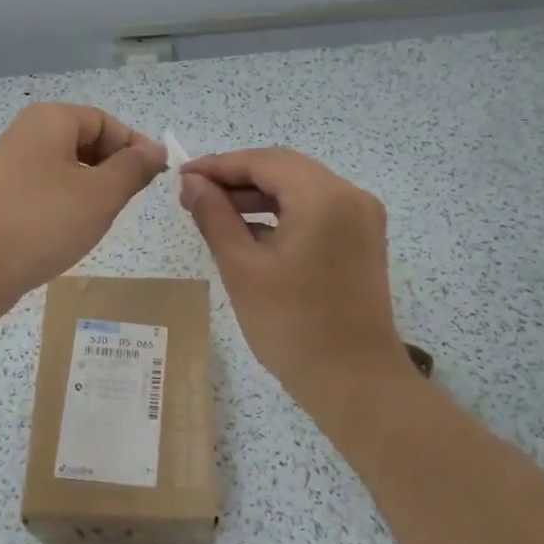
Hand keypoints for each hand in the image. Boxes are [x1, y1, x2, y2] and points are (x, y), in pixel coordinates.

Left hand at [0, 104, 165, 320]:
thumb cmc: (42, 220)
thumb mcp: (101, 194)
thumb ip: (133, 169)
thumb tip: (155, 150)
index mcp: (51, 121)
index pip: (106, 122)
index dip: (135, 147)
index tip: (155, 180)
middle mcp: (28, 136)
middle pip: (85, 143)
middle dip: (113, 170)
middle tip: (129, 202)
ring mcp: (11, 169)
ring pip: (67, 171)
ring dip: (90, 192)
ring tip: (102, 221)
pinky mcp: (1, 200)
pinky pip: (46, 194)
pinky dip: (65, 208)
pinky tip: (71, 234)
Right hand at [179, 149, 419, 425]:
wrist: (355, 382)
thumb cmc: (292, 325)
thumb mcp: (242, 267)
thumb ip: (214, 216)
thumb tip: (192, 184)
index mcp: (324, 196)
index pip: (264, 162)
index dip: (219, 165)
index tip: (182, 177)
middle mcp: (350, 196)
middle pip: (285, 170)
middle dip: (237, 178)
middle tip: (194, 195)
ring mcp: (361, 218)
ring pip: (300, 190)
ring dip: (258, 196)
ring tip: (214, 212)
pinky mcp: (362, 241)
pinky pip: (315, 211)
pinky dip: (282, 215)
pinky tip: (249, 232)